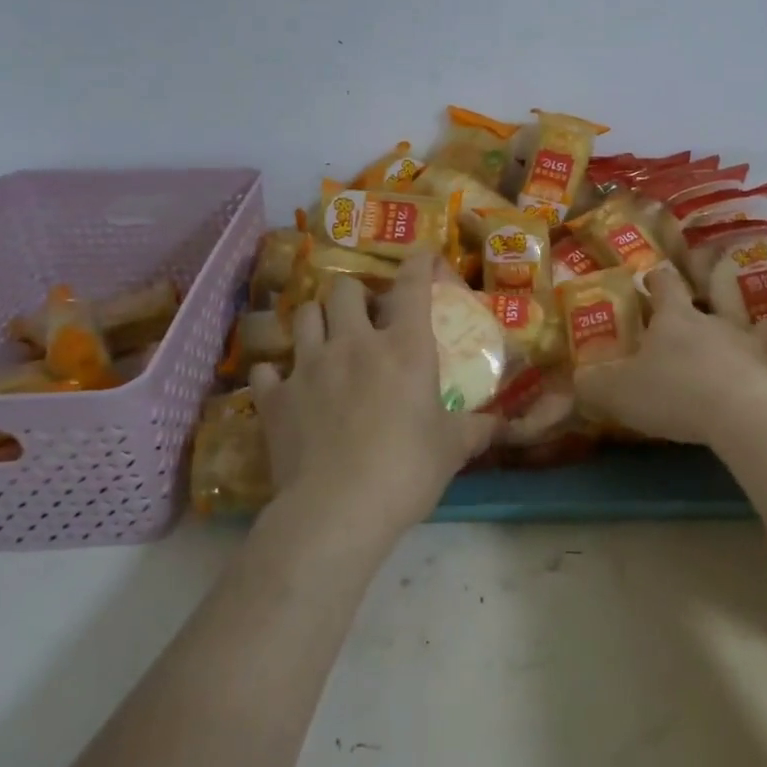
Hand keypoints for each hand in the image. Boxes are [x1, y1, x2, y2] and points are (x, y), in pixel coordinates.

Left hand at [249, 253, 493, 539]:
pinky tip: (284, 385)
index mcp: (403, 346)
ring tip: (326, 339)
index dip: (418, 263)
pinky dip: (275, 373)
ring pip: (304, 315)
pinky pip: (266, 370)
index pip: (412, 285)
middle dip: (356, 294)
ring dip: (317, 320)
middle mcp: (353, 343)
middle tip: (366, 317)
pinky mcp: (275, 397)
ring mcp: (308, 366)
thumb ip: (475, 429)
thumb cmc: (406, 470)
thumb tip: (500, 425)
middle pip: (345, 289)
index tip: (423, 256)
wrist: (336, 510)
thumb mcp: (451, 449)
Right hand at [574, 267, 766, 445]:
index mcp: (676, 318)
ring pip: (757, 320)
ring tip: (756, 324)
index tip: (651, 277)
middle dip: (712, 280)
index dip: (657, 279)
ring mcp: (750, 345)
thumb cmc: (674, 391)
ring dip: (755, 320)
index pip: (666, 285)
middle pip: (718, 289)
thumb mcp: (620, 391)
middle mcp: (715, 322)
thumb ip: (595, 384)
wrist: (742, 414)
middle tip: (710, 280)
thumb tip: (576, 378)